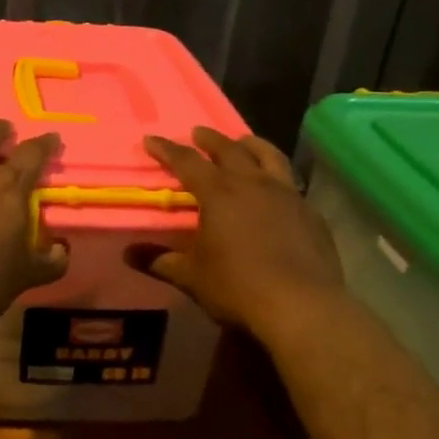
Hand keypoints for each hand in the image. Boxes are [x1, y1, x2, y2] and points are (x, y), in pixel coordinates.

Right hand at [135, 127, 342, 336]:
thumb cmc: (237, 287)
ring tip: (243, 142)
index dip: (167, 149)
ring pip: (269, 156)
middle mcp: (253, 184)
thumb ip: (159, 261)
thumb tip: (128, 254)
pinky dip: (277, 176)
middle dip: (210, 139)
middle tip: (198, 132)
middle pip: (230, 150)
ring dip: (252, 145)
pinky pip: (291, 183)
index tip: (152, 139)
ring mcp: (287, 195)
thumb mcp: (191, 276)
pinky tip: (276, 187)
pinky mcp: (310, 213)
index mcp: (219, 194)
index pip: (187, 162)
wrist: (301, 306)